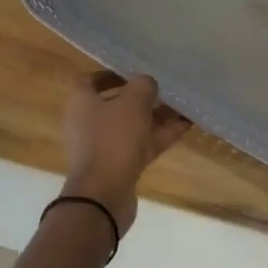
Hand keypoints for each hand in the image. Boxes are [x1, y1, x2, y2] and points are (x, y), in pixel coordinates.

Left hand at [62, 70, 189, 234]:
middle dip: (142, 97)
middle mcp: (87, 122)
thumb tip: (147, 84)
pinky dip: (160, 135)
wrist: (103, 196)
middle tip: (165, 89)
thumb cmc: (112, 139)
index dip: (111, 73)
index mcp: (81, 102)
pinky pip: (140, 144)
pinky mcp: (118, 166)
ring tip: (184, 106)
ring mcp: (103, 146)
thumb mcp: (132, 103)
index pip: (90, 80)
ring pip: (132, 125)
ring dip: (156, 116)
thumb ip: (143, 86)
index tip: (133, 72)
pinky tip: (185, 126)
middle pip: (116, 103)